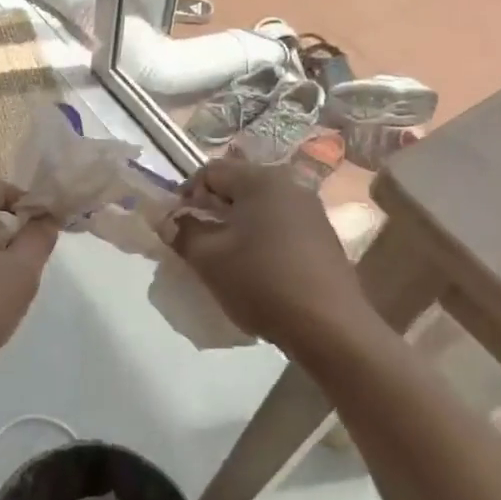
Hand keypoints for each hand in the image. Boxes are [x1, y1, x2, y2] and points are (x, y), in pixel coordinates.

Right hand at [171, 157, 362, 351]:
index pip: (210, 172)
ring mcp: (311, 211)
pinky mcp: (322, 236)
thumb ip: (182, 232)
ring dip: (235, 225)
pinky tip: (255, 267)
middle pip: (237, 186)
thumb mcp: (208, 258)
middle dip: (211, 209)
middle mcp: (290, 185)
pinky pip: (279, 225)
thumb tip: (171, 221)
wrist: (329, 326)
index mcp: (261, 180)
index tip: (175, 225)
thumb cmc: (261, 282)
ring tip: (223, 256)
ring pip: (259, 207)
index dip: (185, 195)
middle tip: (196, 241)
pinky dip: (259, 238)